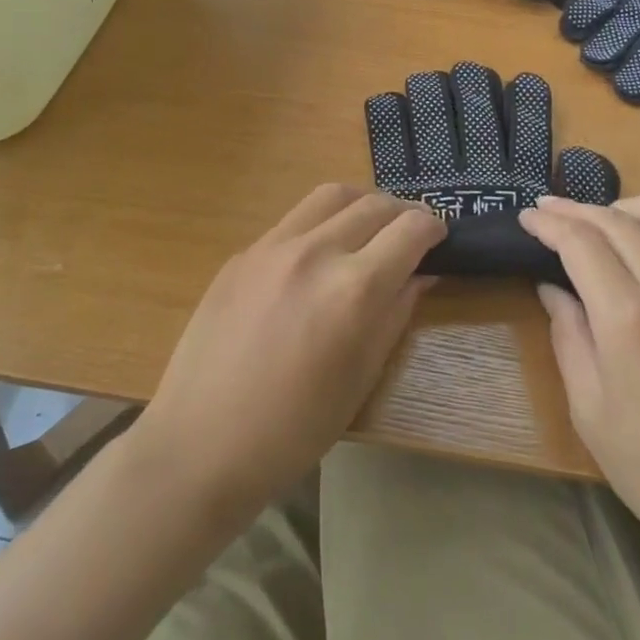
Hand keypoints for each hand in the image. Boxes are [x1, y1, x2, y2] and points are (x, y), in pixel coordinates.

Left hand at [132, 184, 443, 516]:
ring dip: (363, 203)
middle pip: (375, 204)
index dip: (434, 228)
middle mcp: (316, 251)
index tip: (440, 238)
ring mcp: (273, 246)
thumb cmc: (293, 429)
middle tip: (411, 232)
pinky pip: (294, 219)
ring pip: (332, 195)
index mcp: (353, 288)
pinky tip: (319, 252)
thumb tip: (421, 274)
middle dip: (404, 213)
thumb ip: (396, 314)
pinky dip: (322, 222)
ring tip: (370, 226)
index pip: (411, 230)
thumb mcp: (361, 378)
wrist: (199, 444)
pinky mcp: (244, 252)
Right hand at [521, 196, 639, 566]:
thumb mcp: (593, 413)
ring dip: (625, 208)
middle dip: (576, 209)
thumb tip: (553, 289)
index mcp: (630, 318)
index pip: (581, 242)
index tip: (526, 217)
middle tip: (548, 211)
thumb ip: (569, 339)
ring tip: (599, 222)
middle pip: (618, 220)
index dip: (549, 223)